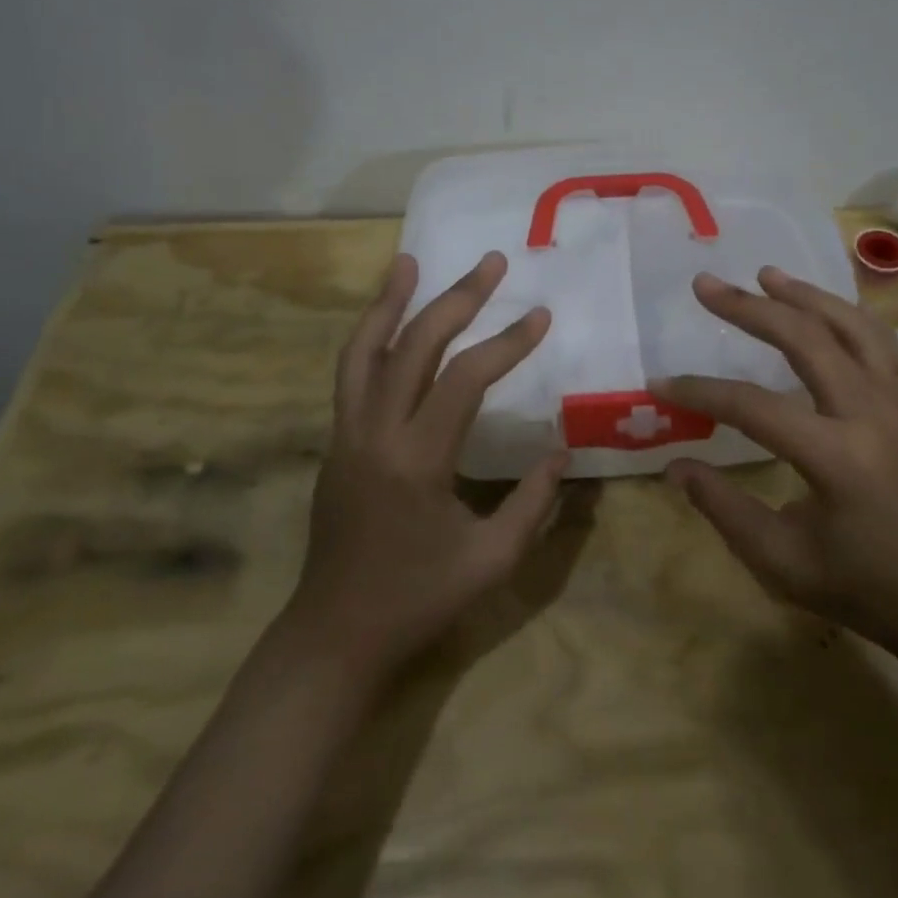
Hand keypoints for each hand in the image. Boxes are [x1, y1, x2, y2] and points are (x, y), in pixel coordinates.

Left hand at [289, 250, 566, 674]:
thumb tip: (562, 451)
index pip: (466, 379)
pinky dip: (370, 336)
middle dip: (456, 299)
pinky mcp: (336, 442)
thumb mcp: (492, 561)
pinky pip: (351, 374)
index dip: (507, 343)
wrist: (335, 635)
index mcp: (417, 459)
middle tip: (490, 263)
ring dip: (389, 301)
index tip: (541, 316)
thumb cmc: (419, 601)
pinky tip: (388, 321)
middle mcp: (375, 432)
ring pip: (363, 350)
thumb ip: (533, 504)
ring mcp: (347, 434)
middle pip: (413, 345)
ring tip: (410, 262)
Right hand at [651, 267, 897, 655]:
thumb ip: (724, 509)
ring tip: (765, 274)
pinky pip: (875, 341)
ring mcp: (894, 404)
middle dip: (751, 308)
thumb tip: (676, 465)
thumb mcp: (780, 562)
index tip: (660, 384)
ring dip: (805, 296)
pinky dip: (842, 314)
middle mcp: (870, 416)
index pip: (755, 408)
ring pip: (852, 327)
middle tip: (706, 285)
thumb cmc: (858, 587)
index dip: (702, 392)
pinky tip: (816, 306)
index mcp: (838, 459)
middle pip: (808, 341)